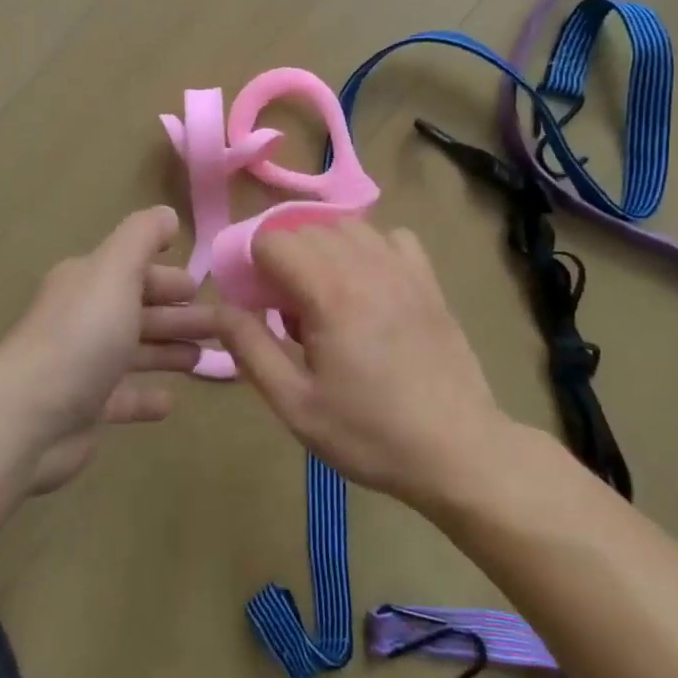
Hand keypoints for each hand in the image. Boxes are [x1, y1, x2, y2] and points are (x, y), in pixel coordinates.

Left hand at [0, 206, 209, 492]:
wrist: (28, 416)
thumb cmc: (82, 335)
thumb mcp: (115, 271)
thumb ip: (142, 237)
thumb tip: (167, 214)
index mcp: (88, 282)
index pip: (134, 271)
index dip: (169, 277)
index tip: (204, 288)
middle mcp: (83, 318)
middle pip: (139, 311)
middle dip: (179, 315)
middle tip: (222, 326)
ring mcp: (82, 365)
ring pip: (135, 352)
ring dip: (168, 351)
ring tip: (205, 359)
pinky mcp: (84, 409)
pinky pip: (123, 397)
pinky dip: (146, 396)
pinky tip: (170, 401)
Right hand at [214, 219, 508, 509]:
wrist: (459, 452)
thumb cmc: (371, 434)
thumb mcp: (296, 404)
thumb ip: (250, 349)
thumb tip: (218, 310)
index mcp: (329, 293)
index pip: (273, 240)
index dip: (252, 265)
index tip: (256, 304)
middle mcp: (365, 266)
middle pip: (305, 228)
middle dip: (284, 259)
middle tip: (287, 311)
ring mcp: (402, 268)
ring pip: (346, 226)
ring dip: (322, 249)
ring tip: (325, 296)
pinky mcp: (428, 280)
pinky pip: (390, 236)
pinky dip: (369, 248)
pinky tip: (369, 284)